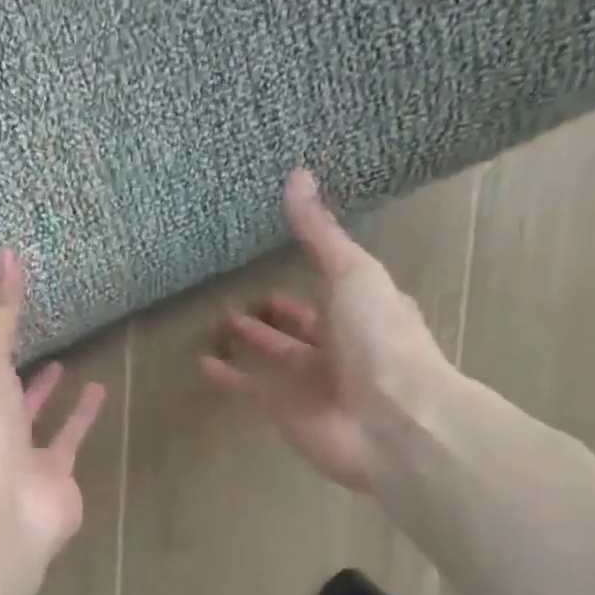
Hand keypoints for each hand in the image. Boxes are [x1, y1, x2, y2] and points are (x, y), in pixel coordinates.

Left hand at [0, 249, 106, 560]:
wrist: (1, 507)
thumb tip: (4, 253)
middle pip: (2, 398)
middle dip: (15, 373)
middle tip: (33, 341)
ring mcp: (20, 459)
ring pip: (35, 422)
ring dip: (48, 395)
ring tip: (66, 364)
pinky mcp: (55, 477)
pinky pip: (69, 440)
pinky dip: (82, 417)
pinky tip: (99, 391)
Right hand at [202, 168, 454, 492]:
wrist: (390, 420)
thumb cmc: (379, 338)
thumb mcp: (350, 272)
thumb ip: (319, 231)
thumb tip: (298, 173)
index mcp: (366, 310)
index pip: (336, 286)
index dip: (313, 273)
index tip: (282, 255)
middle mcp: (342, 346)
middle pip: (304, 325)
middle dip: (278, 312)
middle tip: (243, 296)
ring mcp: (314, 381)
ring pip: (277, 356)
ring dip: (253, 340)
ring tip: (221, 321)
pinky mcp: (286, 410)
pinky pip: (251, 389)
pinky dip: (229, 377)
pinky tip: (204, 363)